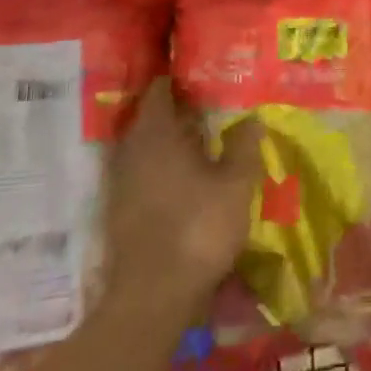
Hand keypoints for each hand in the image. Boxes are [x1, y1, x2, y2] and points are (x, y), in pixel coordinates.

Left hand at [103, 78, 264, 313]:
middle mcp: (131, 151)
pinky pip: (142, 173)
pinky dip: (161, 168)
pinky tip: (185, 179)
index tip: (203, 76)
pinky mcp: (119, 210)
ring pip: (145, 148)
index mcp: (156, 134)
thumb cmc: (198, 228)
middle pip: (151, 118)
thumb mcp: (236, 184)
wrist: (154, 295)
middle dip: (178, 111)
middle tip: (210, 107)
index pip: (159, 91)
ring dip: (169, 142)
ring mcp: (120, 182)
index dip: (179, 80)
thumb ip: (244, 146)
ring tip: (202, 141)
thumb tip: (251, 117)